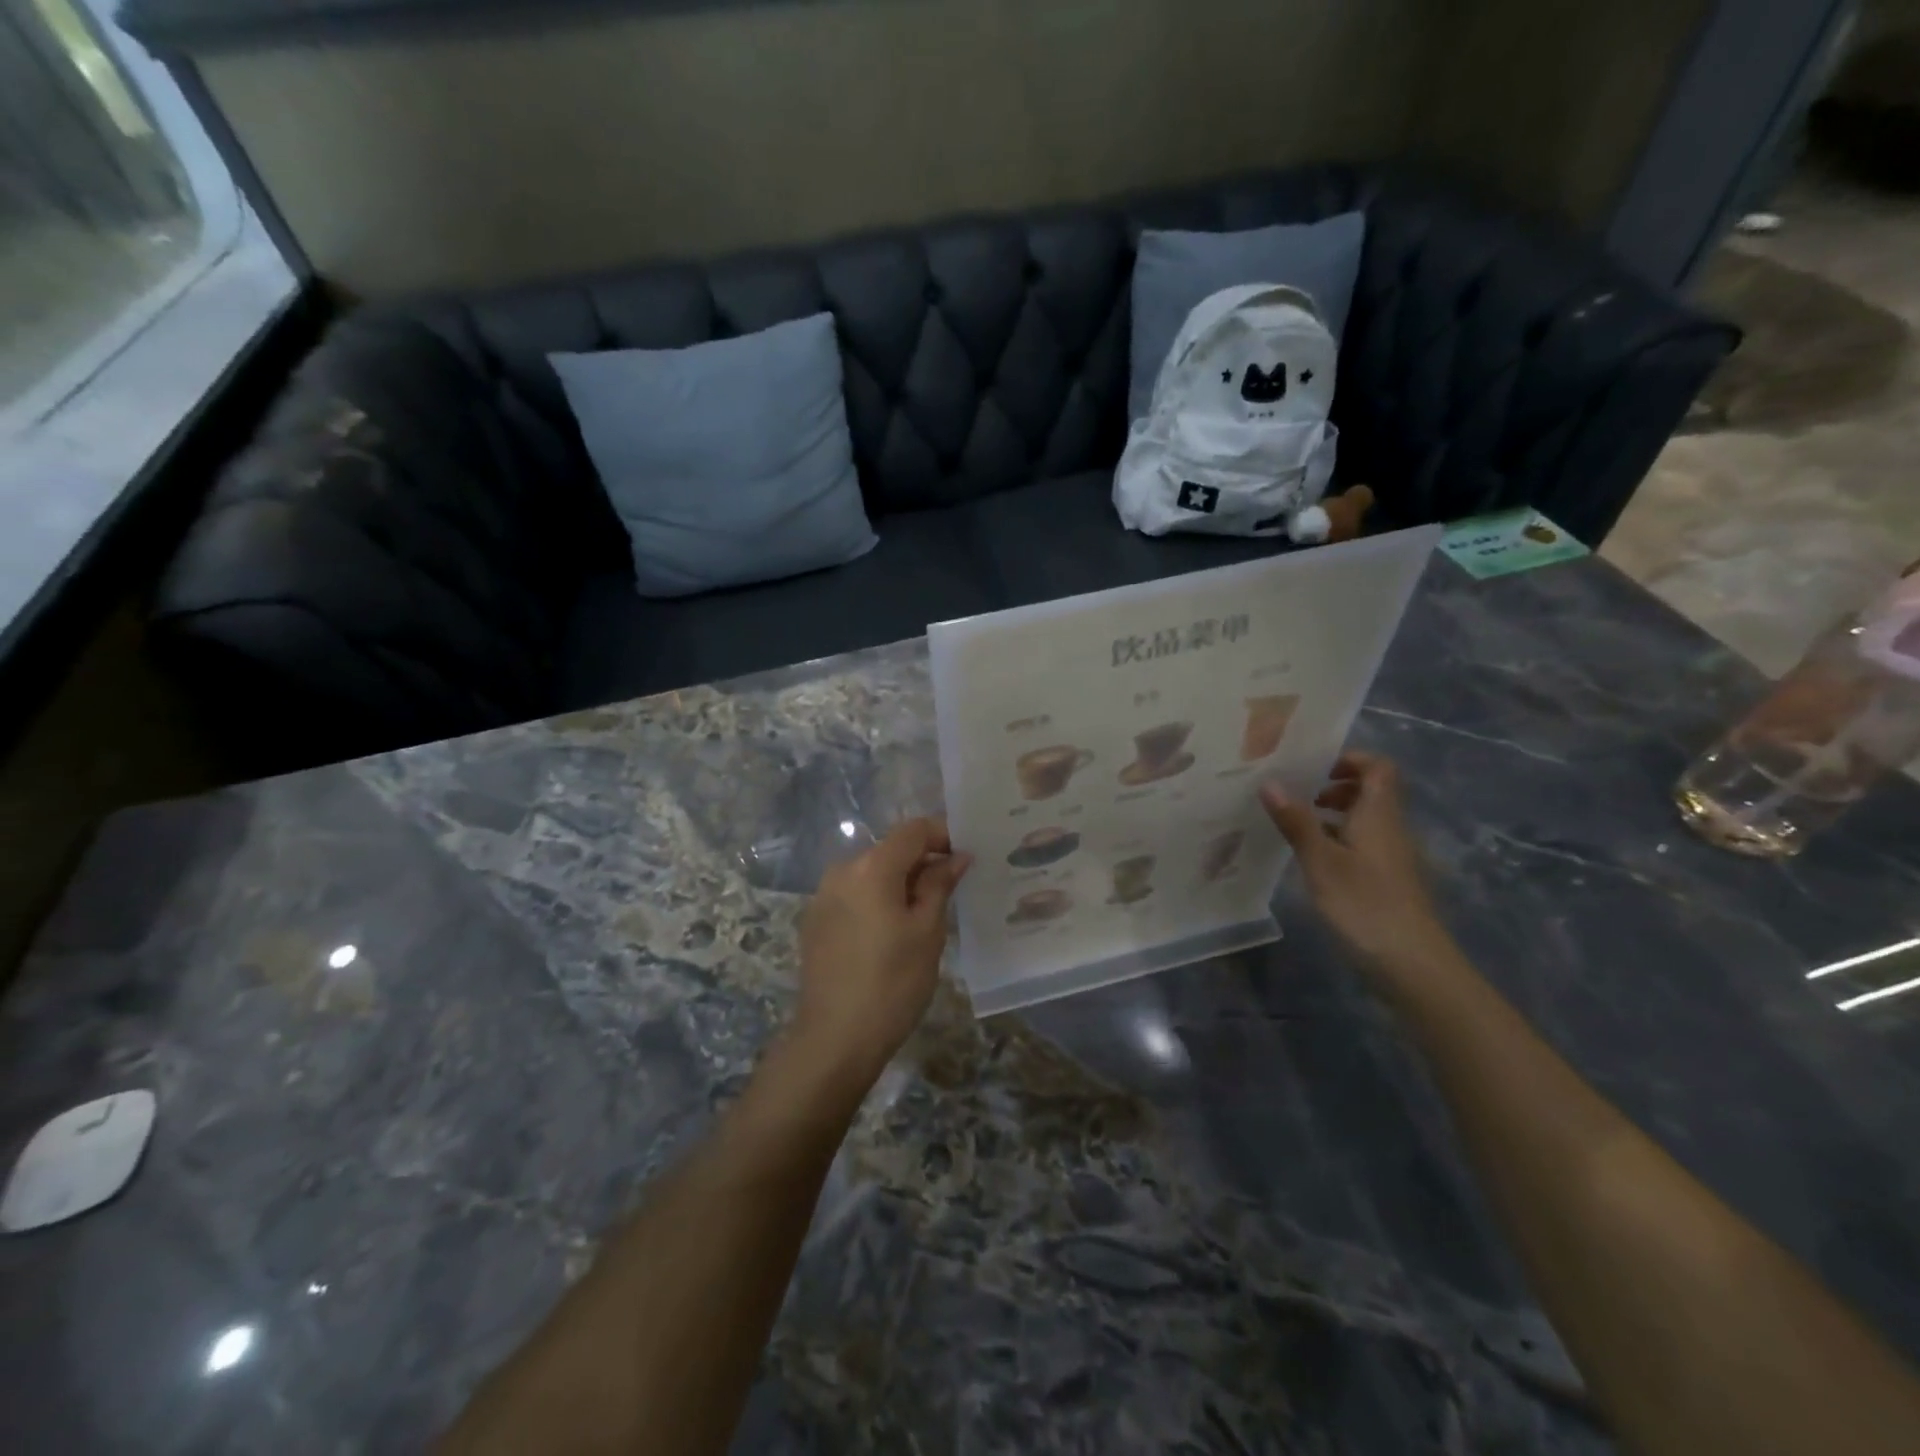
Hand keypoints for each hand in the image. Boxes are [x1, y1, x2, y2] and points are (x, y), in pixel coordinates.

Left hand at [792, 818, 971, 1089]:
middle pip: (890, 850)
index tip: (967, 856)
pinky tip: (890, 932)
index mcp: (871, 867)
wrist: (834, 1039)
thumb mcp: (927, 932)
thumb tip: (956, 857)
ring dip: (899, 882)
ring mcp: (822, 896)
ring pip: (871, 873)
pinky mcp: (815, 921)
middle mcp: (842, 871)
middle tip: (952, 888)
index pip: (913, 830)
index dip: (943, 834)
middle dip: (923, 861)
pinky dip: (877, 900)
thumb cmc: (892, 983)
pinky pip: (853, 895)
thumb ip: (939, 885)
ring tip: (924, 913)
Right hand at [1260, 752, 1450, 967]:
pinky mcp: (1387, 880)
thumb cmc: (1365, 904)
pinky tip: (1311, 858)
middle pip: (1370, 791)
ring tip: (1294, 824)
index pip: (1378, 767)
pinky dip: (1337, 840)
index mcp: (1379, 815)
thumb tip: (1270, 782)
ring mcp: (1391, 856)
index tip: (1312, 766)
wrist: (1412, 963)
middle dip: (1333, 786)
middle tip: (1295, 794)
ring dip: (1332, 814)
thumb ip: (1296, 821)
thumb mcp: (1321, 861)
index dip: (1349, 759)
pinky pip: (1361, 843)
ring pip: (1364, 819)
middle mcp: (1390, 828)